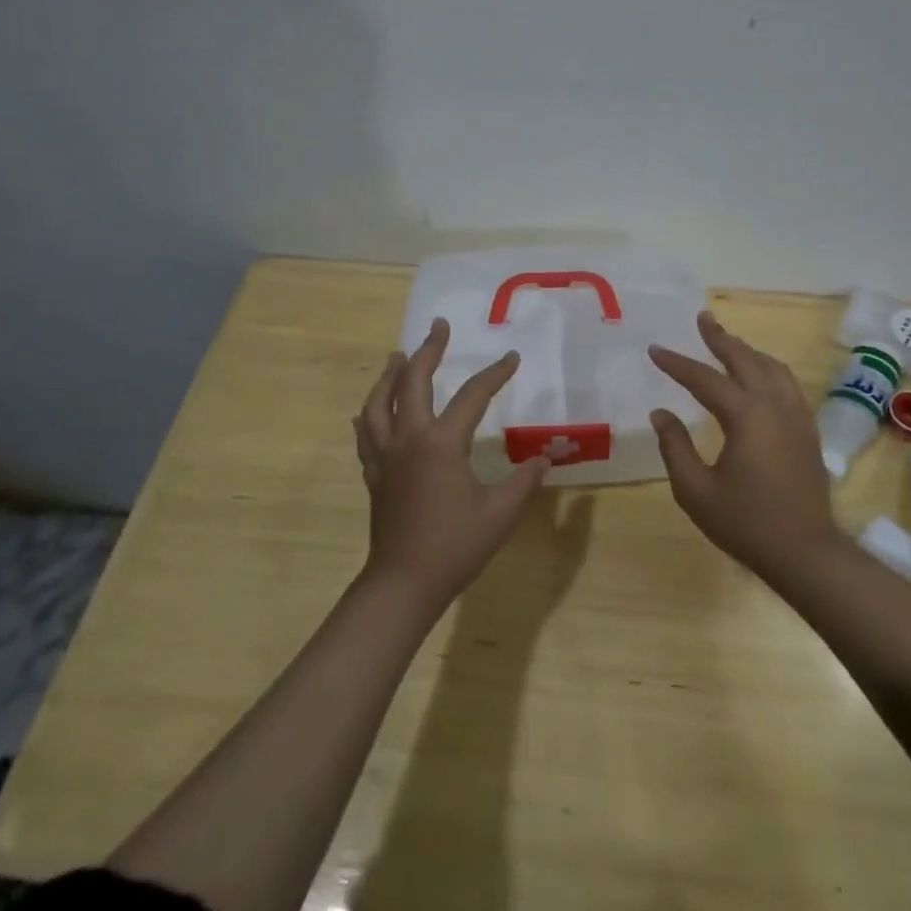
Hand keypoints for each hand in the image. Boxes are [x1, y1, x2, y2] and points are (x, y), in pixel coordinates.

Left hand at [353, 318, 550, 610]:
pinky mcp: (373, 474)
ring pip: (378, 402)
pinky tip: (372, 410)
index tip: (511, 357)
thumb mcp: (500, 512)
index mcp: (442, 442)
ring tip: (399, 357)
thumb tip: (544, 458)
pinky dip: (370, 413)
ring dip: (390, 375)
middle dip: (428, 350)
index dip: (495, 374)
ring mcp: (385, 455)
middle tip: (438, 327)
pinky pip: (366, 432)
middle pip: (412, 381)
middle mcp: (408, 438)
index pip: (472, 396)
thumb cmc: (455, 546)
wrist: (404, 582)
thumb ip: (524, 480)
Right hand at [648, 311, 845, 582]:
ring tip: (728, 340)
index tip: (655, 350)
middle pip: (745, 360)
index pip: (704, 379)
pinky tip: (760, 374)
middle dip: (720, 338)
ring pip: (772, 368)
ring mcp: (796, 416)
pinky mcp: (807, 430)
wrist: (805, 551)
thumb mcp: (695, 490)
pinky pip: (787, 384)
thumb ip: (674, 447)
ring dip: (747, 350)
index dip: (677, 363)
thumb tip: (661, 413)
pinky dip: (768, 368)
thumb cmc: (745, 522)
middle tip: (702, 318)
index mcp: (746, 416)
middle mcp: (774, 405)